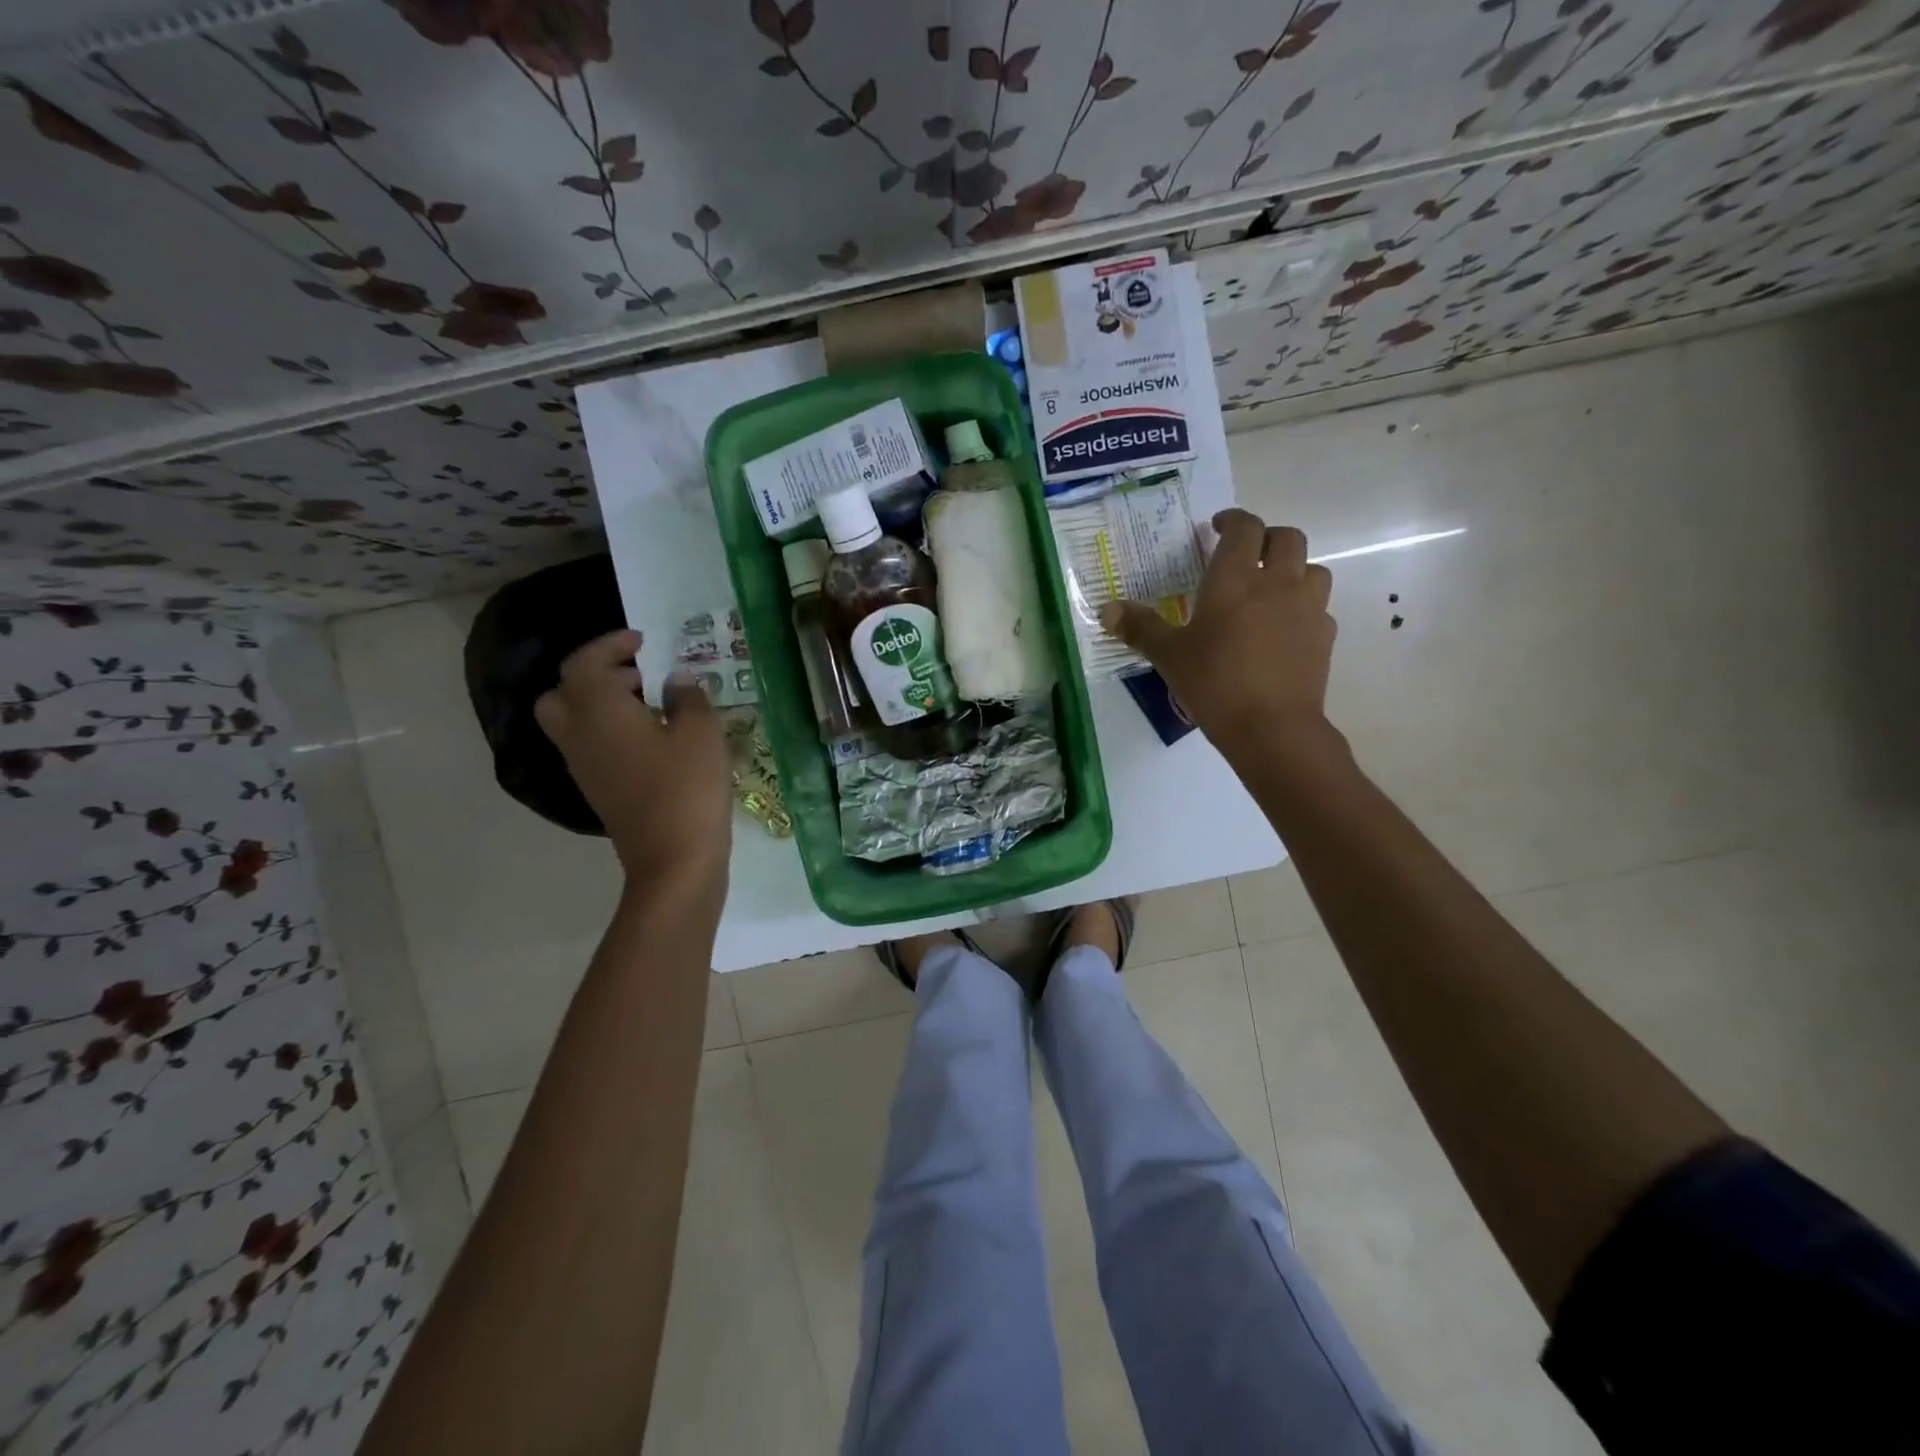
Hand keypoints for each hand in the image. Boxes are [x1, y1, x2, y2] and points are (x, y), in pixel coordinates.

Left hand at [535, 630, 731, 886]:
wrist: (673, 861)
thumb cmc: (687, 788)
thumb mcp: (701, 733)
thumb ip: (688, 698)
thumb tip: (676, 680)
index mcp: (599, 711)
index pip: (584, 663)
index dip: (610, 644)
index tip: (643, 640)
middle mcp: (579, 735)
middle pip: (563, 693)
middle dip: (596, 675)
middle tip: (639, 674)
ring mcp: (585, 767)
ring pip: (574, 721)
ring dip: (604, 704)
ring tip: (654, 705)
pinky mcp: (599, 790)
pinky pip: (592, 746)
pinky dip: (612, 731)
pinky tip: (655, 740)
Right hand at [1100, 508, 1336, 759]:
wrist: (1271, 727)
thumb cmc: (1214, 683)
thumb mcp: (1169, 655)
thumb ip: (1140, 628)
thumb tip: (1106, 610)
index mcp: (1234, 579)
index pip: (1243, 528)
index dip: (1232, 520)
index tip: (1217, 527)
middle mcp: (1277, 582)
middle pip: (1287, 538)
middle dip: (1267, 538)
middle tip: (1246, 555)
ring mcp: (1307, 608)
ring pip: (1312, 569)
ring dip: (1293, 570)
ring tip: (1271, 590)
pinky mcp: (1324, 637)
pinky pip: (1319, 608)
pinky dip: (1303, 609)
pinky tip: (1285, 630)